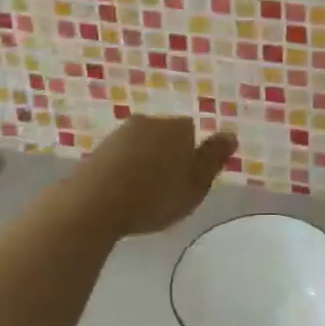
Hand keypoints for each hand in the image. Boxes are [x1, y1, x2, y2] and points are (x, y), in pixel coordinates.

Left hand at [72, 115, 236, 236]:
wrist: (94, 203)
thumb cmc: (154, 196)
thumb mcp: (196, 184)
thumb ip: (213, 159)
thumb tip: (230, 134)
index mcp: (177, 127)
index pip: (191, 132)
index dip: (192, 155)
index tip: (187, 179)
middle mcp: (149, 122)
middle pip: (165, 136)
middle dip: (167, 156)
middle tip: (167, 189)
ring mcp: (120, 135)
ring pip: (141, 146)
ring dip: (144, 164)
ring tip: (143, 196)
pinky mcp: (98, 151)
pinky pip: (120, 159)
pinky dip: (124, 173)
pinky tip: (122, 195)